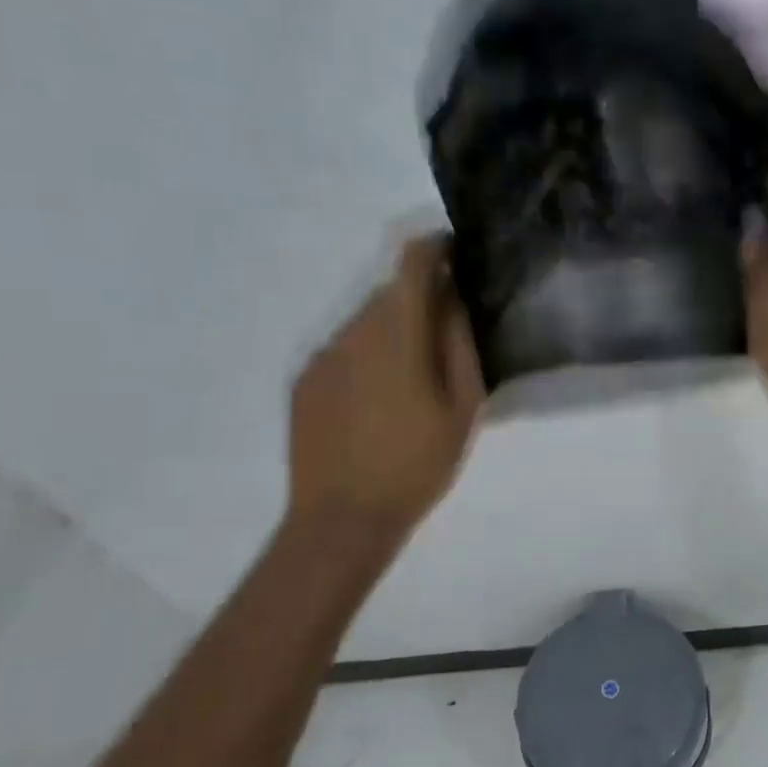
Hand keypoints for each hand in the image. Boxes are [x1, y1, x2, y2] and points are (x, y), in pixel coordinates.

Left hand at [287, 236, 484, 532]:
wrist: (342, 518)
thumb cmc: (417, 464)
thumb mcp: (463, 408)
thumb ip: (461, 345)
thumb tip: (456, 301)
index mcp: (397, 334)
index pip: (412, 264)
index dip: (436, 248)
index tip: (456, 252)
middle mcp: (353, 332)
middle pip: (390, 293)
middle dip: (421, 299)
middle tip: (447, 334)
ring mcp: (323, 356)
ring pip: (365, 321)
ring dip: (393, 330)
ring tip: (414, 378)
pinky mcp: (304, 381)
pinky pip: (344, 350)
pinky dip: (367, 356)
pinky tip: (379, 401)